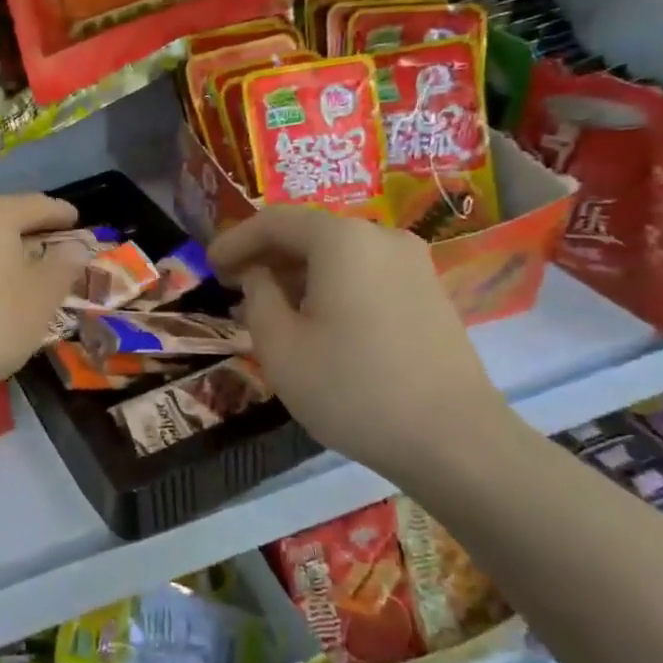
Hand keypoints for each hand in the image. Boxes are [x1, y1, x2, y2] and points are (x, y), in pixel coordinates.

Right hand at [209, 208, 513, 486]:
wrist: (454, 441)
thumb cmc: (352, 389)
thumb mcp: (280, 346)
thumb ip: (257, 297)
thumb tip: (258, 275)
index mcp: (342, 240)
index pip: (275, 221)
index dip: (235, 240)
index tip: (208, 265)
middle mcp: (381, 237)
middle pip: (309, 232)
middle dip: (266, 254)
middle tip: (232, 283)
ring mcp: (413, 264)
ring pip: (339, 253)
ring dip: (297, 271)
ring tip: (267, 303)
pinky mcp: (429, 292)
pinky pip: (365, 272)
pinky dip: (330, 283)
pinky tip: (314, 317)